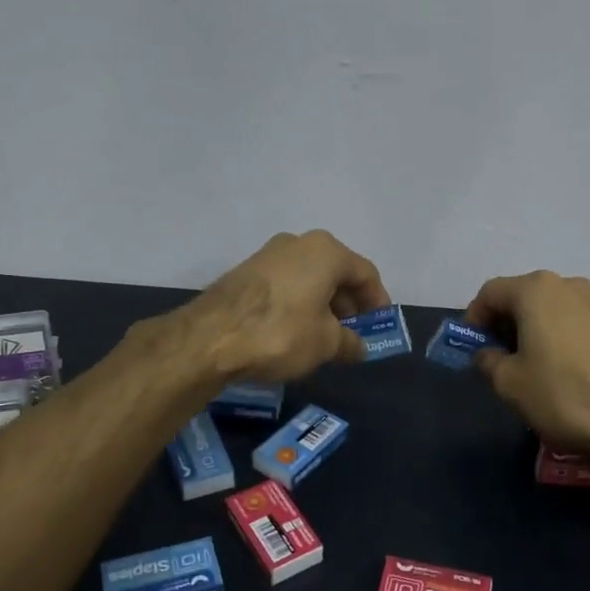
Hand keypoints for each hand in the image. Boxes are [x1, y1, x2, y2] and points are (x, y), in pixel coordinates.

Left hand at [185, 231, 390, 381]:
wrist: (210, 338)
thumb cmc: (281, 333)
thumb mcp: (325, 344)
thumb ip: (349, 343)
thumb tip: (360, 347)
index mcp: (327, 251)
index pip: (365, 274)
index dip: (377, 302)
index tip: (380, 327)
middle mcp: (299, 243)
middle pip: (336, 272)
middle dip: (348, 304)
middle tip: (352, 333)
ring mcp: (268, 254)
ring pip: (309, 278)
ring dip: (323, 304)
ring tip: (324, 336)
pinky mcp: (245, 271)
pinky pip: (286, 284)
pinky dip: (298, 303)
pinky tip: (295, 330)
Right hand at [464, 271, 589, 471]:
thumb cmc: (566, 395)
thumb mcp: (511, 384)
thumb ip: (489, 362)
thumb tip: (487, 355)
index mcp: (536, 290)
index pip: (490, 293)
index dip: (474, 319)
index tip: (471, 348)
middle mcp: (568, 285)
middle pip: (522, 297)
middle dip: (504, 325)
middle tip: (497, 360)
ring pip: (551, 310)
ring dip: (533, 332)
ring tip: (530, 369)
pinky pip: (576, 324)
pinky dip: (560, 340)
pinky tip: (563, 373)